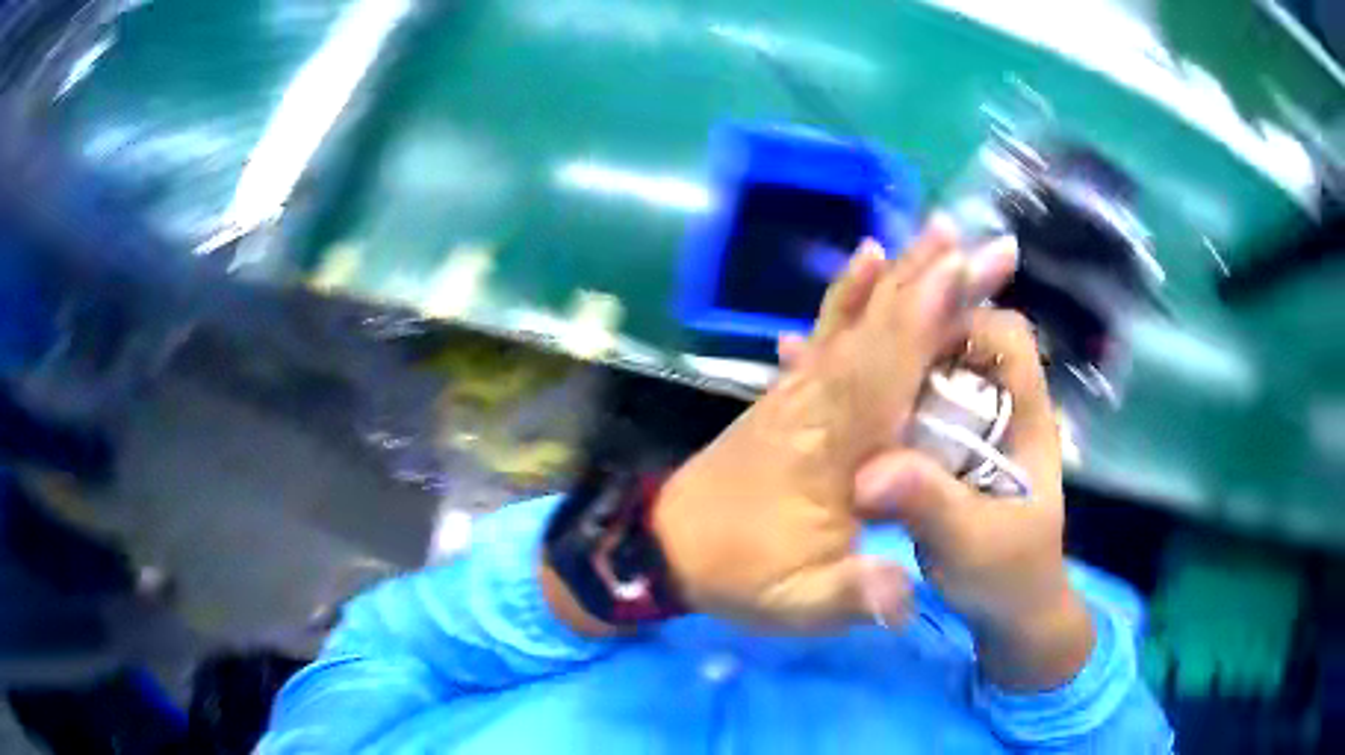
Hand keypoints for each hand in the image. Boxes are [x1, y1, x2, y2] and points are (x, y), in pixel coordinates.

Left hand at [653, 221, 1018, 630]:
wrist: (665, 546)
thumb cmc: (738, 575)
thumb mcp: (796, 606)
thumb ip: (851, 597)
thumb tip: (906, 595)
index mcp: (832, 452)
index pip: (885, 375)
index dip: (923, 321)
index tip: (962, 271)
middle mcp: (818, 404)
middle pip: (879, 332)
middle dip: (931, 280)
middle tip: (977, 239)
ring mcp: (801, 391)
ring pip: (856, 320)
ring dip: (900, 274)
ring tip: (938, 231)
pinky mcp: (790, 391)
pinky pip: (827, 332)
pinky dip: (851, 293)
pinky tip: (867, 260)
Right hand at [854, 309, 1093, 689]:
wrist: (1007, 615)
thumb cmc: (1007, 576)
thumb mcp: (973, 545)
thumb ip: (931, 506)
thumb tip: (867, 475)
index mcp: (1023, 415)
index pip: (1004, 336)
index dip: (961, 319)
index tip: (906, 334)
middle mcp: (995, 407)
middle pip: (956, 341)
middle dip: (906, 330)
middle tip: (847, 339)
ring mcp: (964, 428)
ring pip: (923, 371)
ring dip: (878, 359)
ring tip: (816, 349)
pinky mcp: (935, 450)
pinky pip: (899, 407)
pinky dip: (861, 395)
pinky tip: (809, 382)